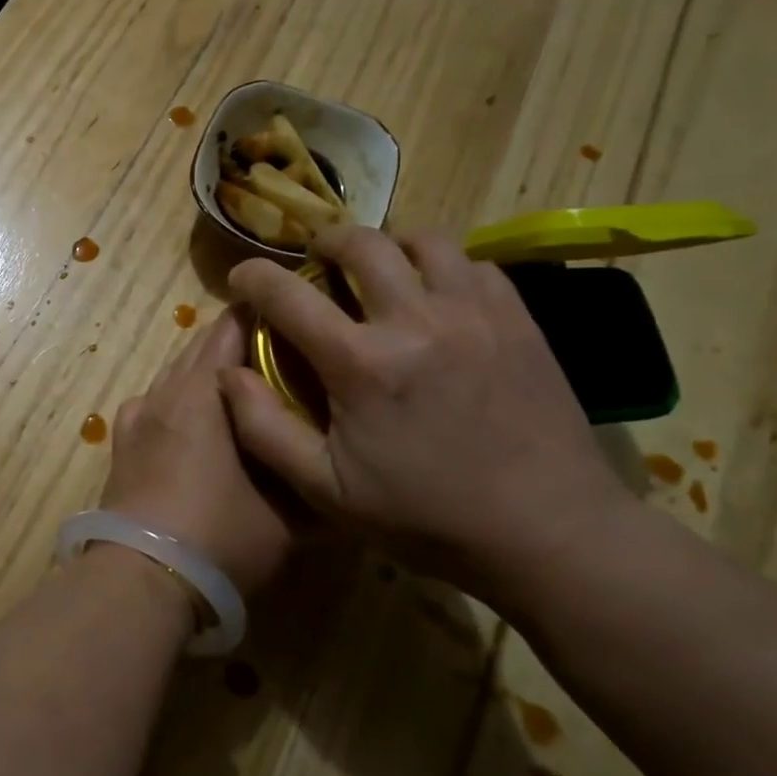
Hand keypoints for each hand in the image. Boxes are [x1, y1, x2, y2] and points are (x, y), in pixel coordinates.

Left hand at [100, 308, 300, 594]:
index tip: (293, 321)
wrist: (141, 575)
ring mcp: (136, 416)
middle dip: (235, 346)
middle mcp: (163, 391)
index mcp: (200, 391)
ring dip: (204, 374)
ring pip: (174, 375)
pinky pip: (155, 403)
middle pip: (199, 347)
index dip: (261, 318)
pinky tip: (195, 427)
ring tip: (242, 393)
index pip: (229, 329)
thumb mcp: (286, 513)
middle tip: (277, 359)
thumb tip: (336, 460)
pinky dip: (178, 401)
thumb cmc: (220, 535)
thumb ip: (310, 475)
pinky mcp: (121, 442)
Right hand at [219, 225, 634, 600]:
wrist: (549, 534)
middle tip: (315, 262)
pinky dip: (444, 266)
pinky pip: (475, 264)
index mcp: (361, 364)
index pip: (288, 295)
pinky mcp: (519, 321)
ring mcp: (475, 314)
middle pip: (362, 244)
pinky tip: (436, 296)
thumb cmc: (425, 517)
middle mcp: (417, 321)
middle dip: (325, 242)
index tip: (242, 278)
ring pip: (425, 241)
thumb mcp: (324, 490)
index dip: (253, 278)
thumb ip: (263, 428)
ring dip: (389, 246)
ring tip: (379, 270)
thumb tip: (228, 374)